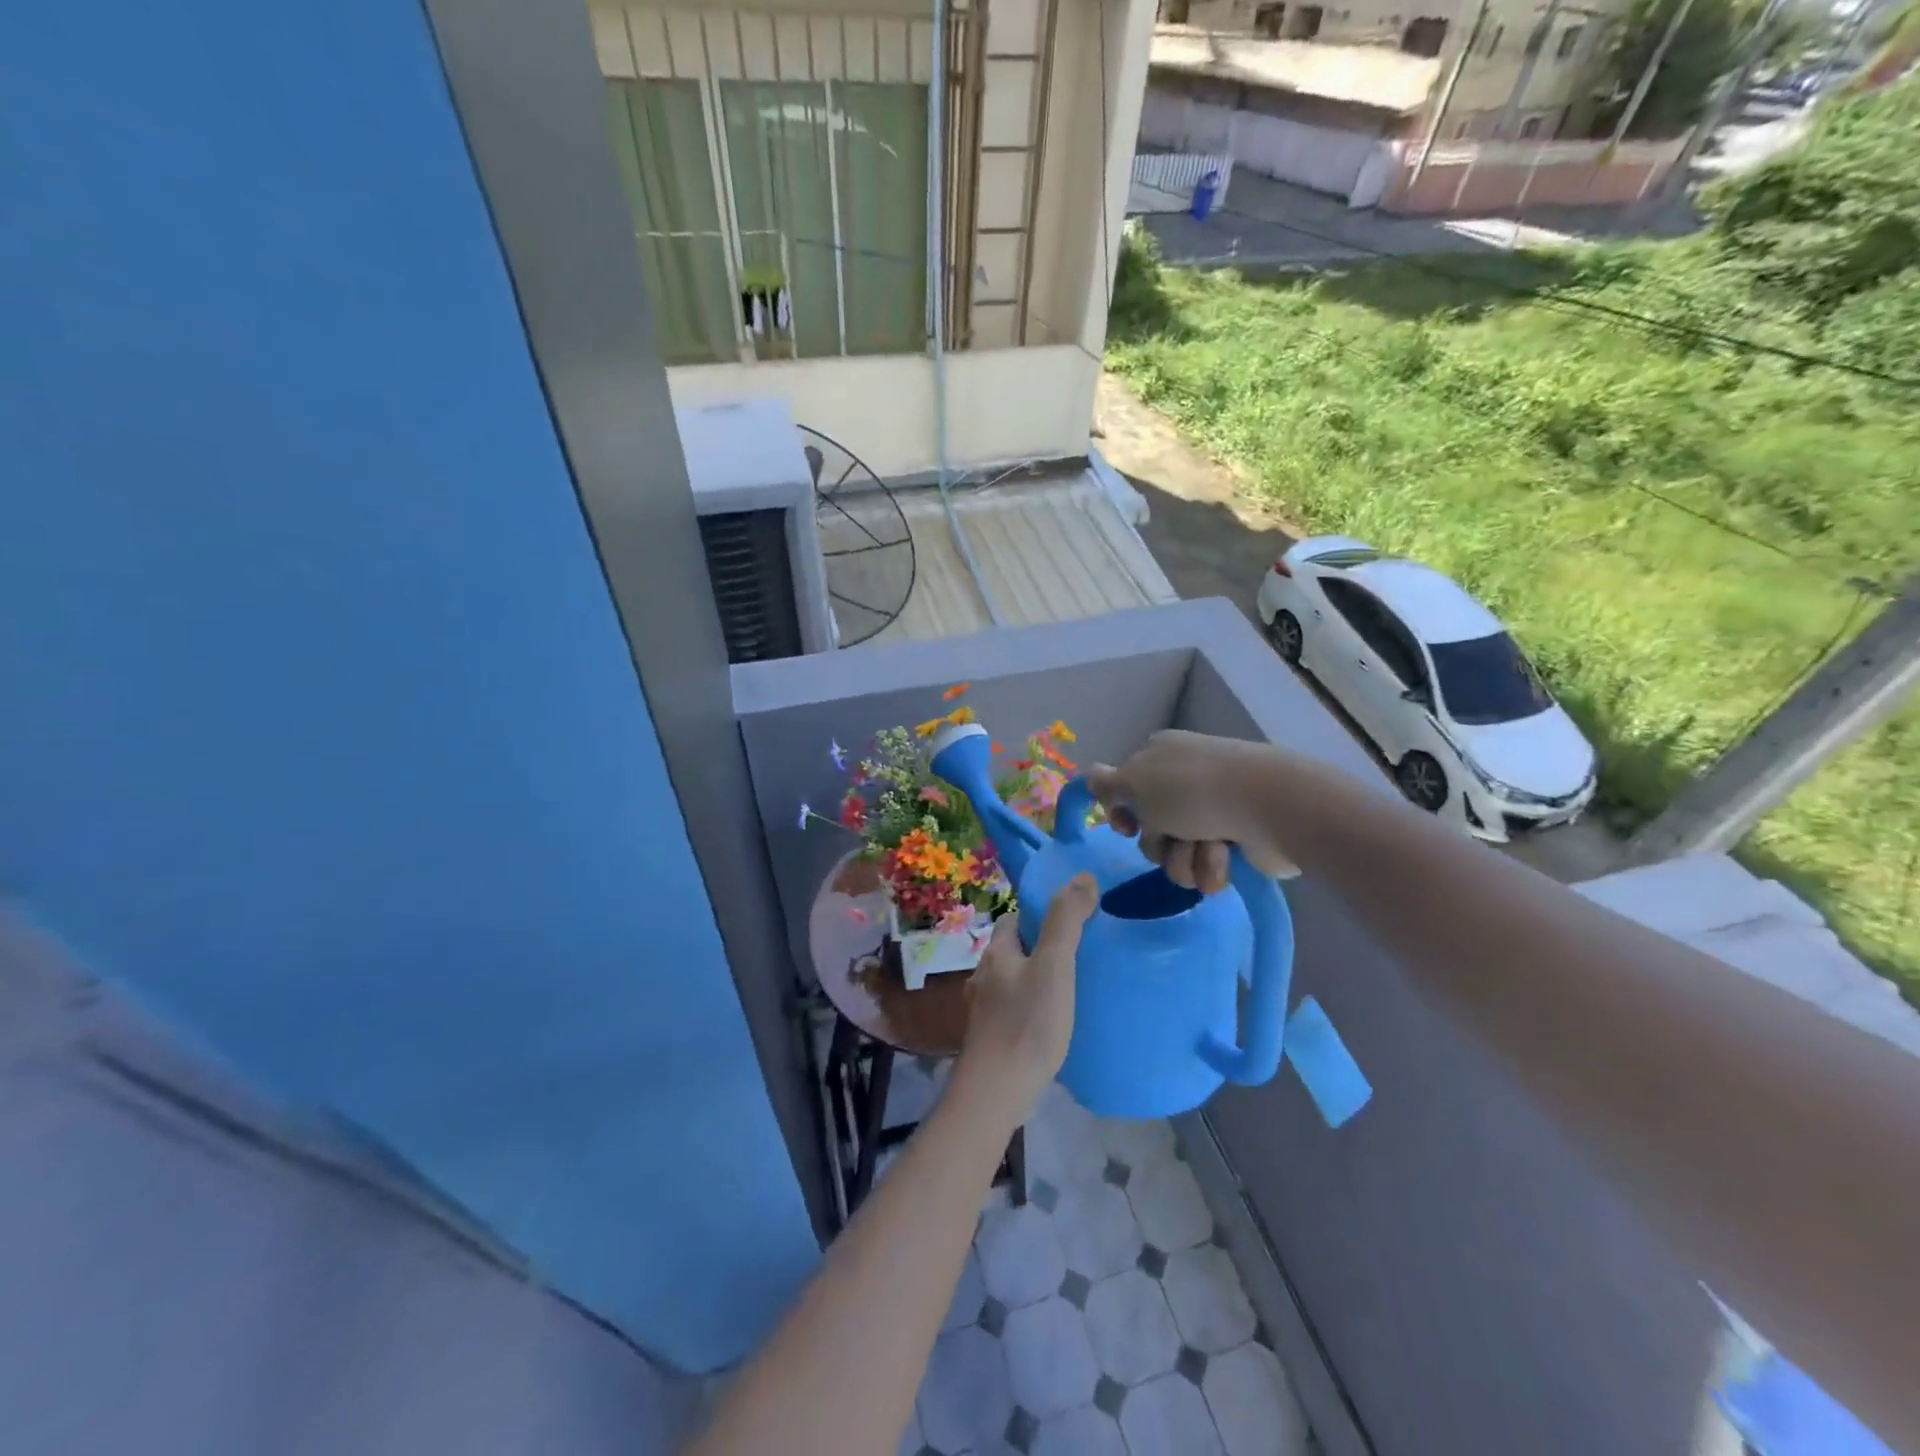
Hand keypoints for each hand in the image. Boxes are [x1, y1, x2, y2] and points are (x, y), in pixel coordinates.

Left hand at [957, 874, 1097, 1126]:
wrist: (997, 1091)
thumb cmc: (1027, 1022)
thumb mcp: (1054, 965)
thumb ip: (1066, 920)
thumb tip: (1082, 876)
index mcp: (996, 952)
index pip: (1014, 919)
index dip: (1040, 915)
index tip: (1070, 921)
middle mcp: (984, 976)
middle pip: (1014, 951)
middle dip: (1040, 948)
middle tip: (1079, 956)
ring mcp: (984, 1010)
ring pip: (1014, 982)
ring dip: (1037, 980)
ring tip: (1072, 989)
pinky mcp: (991, 1039)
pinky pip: (1015, 1011)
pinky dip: (1032, 1009)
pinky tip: (1053, 1024)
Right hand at [1087, 731, 1295, 892]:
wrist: (1268, 806)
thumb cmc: (1193, 790)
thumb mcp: (1135, 781)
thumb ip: (1106, 785)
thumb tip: (1088, 777)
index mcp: (1158, 757)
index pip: (1125, 789)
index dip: (1121, 813)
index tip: (1126, 826)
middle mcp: (1184, 782)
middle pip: (1149, 829)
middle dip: (1159, 843)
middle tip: (1173, 836)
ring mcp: (1212, 810)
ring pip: (1175, 853)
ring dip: (1184, 859)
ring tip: (1207, 849)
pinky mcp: (1236, 840)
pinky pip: (1205, 865)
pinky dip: (1210, 866)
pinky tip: (1225, 856)